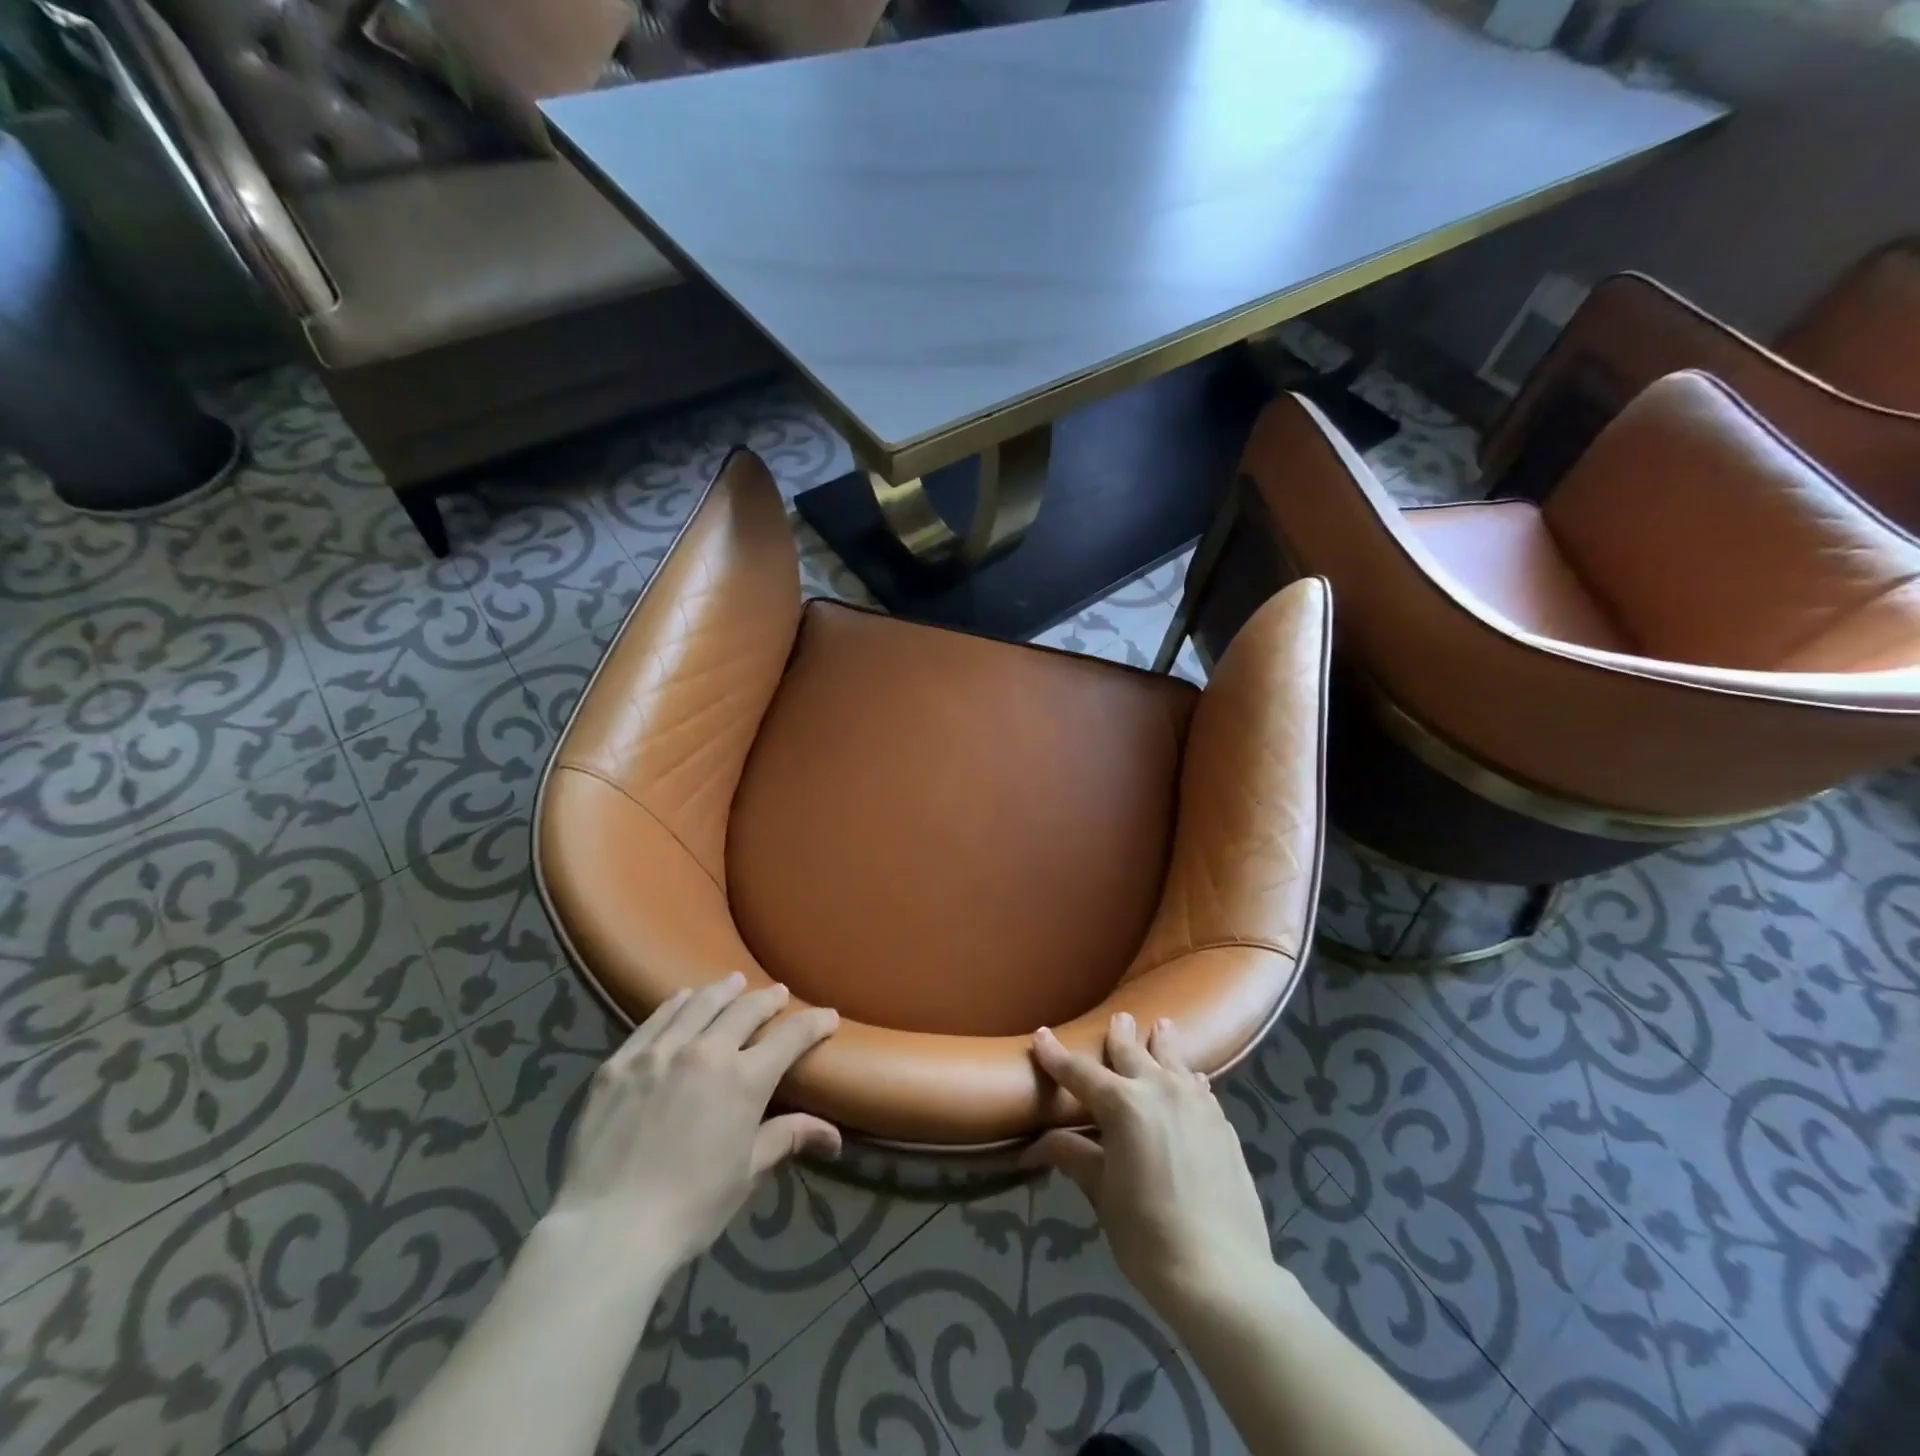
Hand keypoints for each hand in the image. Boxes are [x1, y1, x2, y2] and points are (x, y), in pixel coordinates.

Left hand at [544, 973, 840, 1276]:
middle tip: (779, 994)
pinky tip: (682, 998)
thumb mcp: (747, 1173)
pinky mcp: (620, 1063)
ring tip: (734, 982)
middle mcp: (706, 1051)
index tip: (828, 1016)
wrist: (608, 1230)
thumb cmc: (690, 1207)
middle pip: (745, 1009)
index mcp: (745, 1079)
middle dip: (768, 999)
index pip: (792, 1036)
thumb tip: (835, 1136)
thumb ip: (788, 1137)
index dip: (815, 1022)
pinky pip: (654, 1021)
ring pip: (699, 1004)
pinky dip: (675, 1004)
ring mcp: (659, 1053)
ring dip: (723, 990)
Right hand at [1024, 1014, 1273, 1316]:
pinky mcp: (1221, 1123)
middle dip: (1119, 1035)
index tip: (1041, 1036)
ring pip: (1173, 1060)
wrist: (1222, 1273)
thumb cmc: (1148, 1235)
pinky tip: (1191, 1079)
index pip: (1079, 1073)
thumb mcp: (1102, 1194)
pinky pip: (1199, 1087)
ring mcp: (1196, 1103)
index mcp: (1123, 1104)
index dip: (1056, 1055)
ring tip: (1161, 1026)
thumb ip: (1073, 1156)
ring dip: (1162, 1043)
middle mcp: (1159, 1090)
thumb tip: (1034, 1144)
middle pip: (1132, 1053)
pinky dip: (1188, 1078)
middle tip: (1118, 1018)